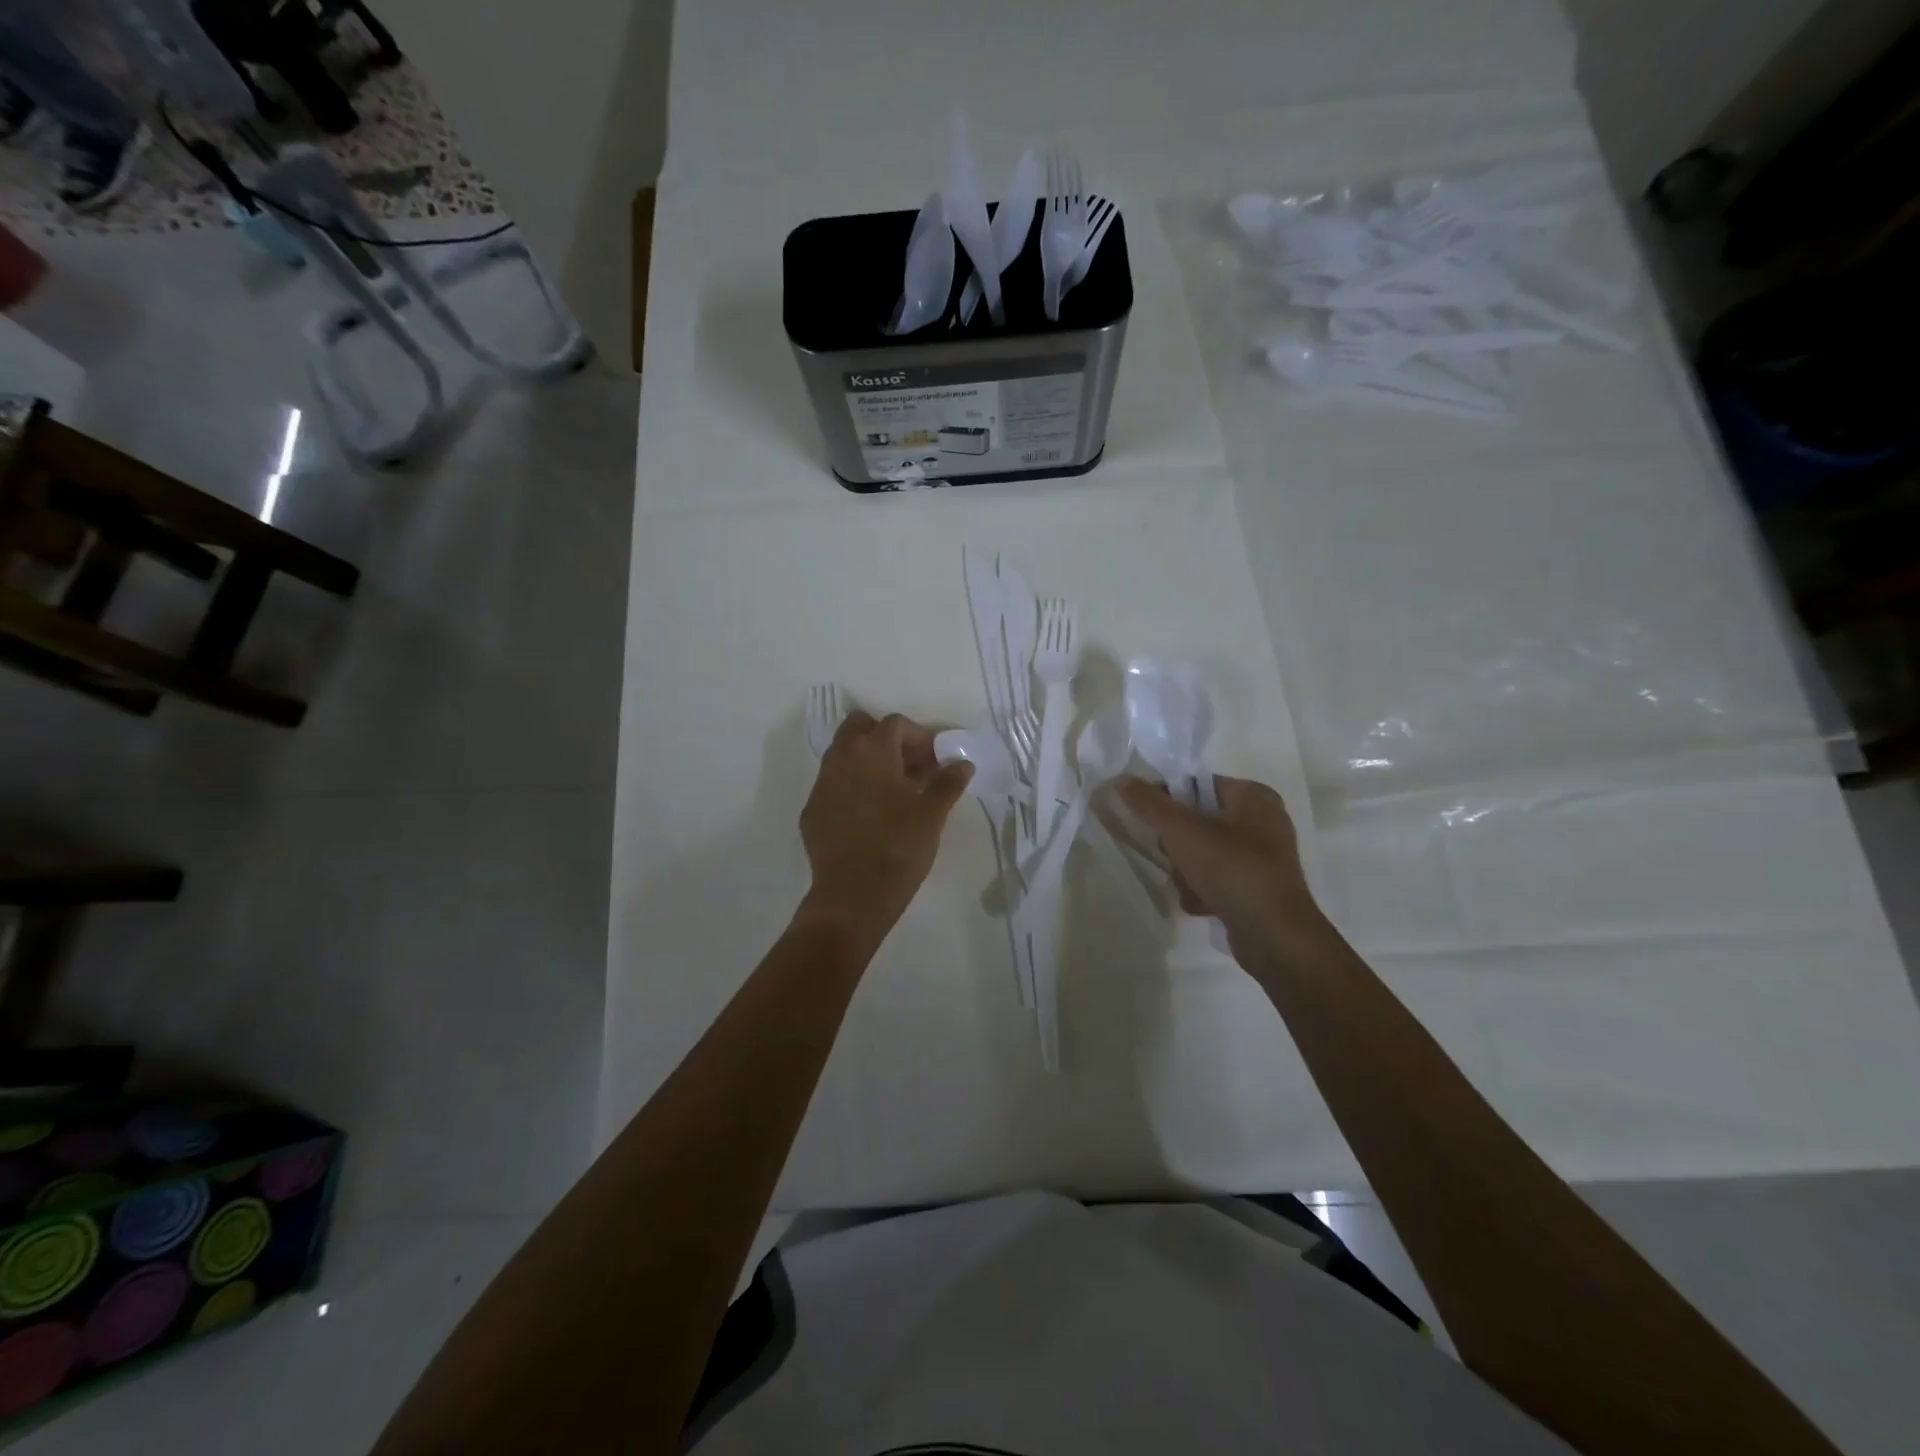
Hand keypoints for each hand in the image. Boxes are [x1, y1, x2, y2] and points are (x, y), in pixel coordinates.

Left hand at [799, 711, 973, 942]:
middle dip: (885, 739)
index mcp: (872, 750)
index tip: (935, 761)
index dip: (920, 738)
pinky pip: (834, 784)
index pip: (896, 724)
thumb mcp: (932, 814)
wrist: (852, 896)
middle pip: (860, 727)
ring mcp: (821, 783)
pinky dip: (852, 787)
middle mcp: (841, 758)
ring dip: (867, 761)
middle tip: (909, 766)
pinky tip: (869, 815)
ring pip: (843, 754)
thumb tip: (963, 764)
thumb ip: (948, 782)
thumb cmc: (898, 847)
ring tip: (892, 791)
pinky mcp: (812, 810)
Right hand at [1116, 774, 1327, 970]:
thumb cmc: (1231, 869)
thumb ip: (1149, 803)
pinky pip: (1218, 879)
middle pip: (1197, 822)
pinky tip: (1202, 905)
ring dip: (1187, 872)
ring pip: (1204, 853)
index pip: (1197, 784)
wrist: (1274, 935)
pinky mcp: (1259, 889)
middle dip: (1178, 846)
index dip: (1168, 800)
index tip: (1150, 822)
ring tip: (1190, 887)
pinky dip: (1204, 891)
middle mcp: (1263, 822)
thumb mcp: (1182, 831)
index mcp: (1254, 796)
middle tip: (1176, 858)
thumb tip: (1122, 780)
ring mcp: (1263, 858)